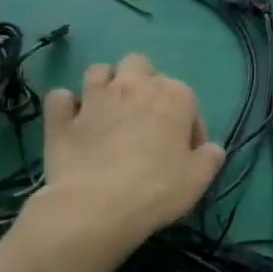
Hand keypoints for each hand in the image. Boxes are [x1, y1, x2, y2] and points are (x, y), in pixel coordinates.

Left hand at [36, 54, 223, 260]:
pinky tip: (71, 122)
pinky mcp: (61, 117)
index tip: (185, 152)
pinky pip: (60, 98)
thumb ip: (210, 158)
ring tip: (108, 111)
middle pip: (139, 65)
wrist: (97, 206)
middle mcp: (133, 85)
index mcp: (173, 95)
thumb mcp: (198, 179)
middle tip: (144, 116)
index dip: (189, 126)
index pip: (188, 99)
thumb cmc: (156, 190)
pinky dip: (65, 107)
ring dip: (104, 85)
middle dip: (142, 82)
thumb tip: (212, 149)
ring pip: (98, 71)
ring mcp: (94, 97)